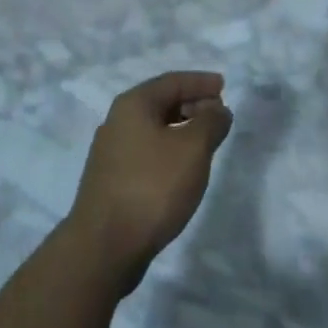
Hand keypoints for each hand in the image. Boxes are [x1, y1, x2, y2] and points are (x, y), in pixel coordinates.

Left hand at [64, 71, 233, 293]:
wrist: (104, 247)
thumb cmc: (152, 187)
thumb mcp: (193, 149)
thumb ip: (210, 122)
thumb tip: (218, 110)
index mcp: (133, 105)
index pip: (172, 81)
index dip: (200, 81)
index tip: (223, 85)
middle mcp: (117, 121)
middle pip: (161, 102)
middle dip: (192, 104)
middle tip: (218, 114)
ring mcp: (111, 152)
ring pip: (153, 128)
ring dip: (181, 128)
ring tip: (206, 142)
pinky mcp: (111, 180)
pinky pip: (147, 151)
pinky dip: (168, 149)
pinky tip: (181, 168)